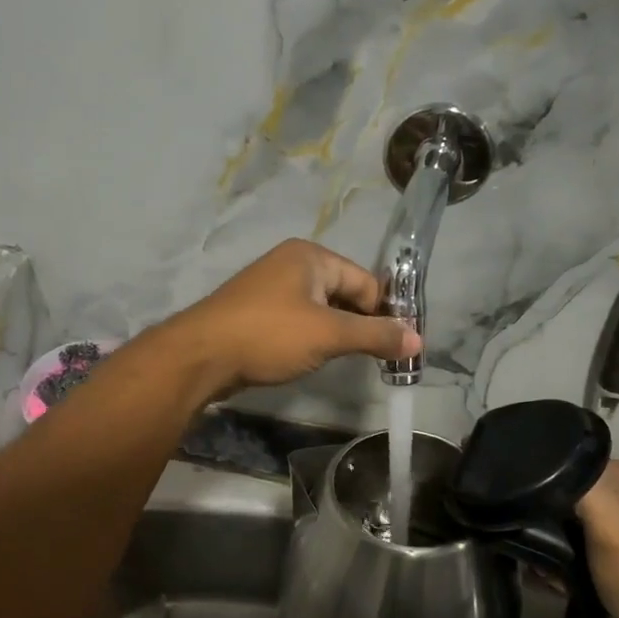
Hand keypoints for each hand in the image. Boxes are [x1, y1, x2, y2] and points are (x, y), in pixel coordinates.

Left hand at [158, 240, 420, 398]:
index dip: (386, 312)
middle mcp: (291, 265)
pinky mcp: (257, 314)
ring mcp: (271, 289)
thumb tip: (418, 340)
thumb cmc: (269, 335)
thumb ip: (375, 336)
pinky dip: (312, 338)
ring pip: (321, 310)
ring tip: (348, 361)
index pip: (366, 281)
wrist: (199, 356)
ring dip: (337, 334)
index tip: (400, 346)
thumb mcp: (328, 335)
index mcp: (311, 257)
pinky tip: (314, 359)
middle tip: (379, 358)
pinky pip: (299, 322)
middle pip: (344, 293)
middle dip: (362, 324)